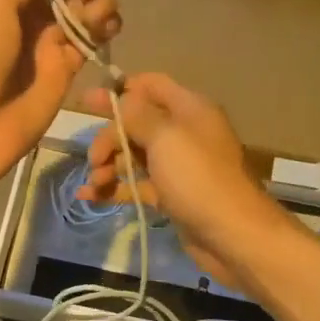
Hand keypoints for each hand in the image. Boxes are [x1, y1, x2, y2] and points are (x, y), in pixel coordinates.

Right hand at [80, 73, 286, 285]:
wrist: (231, 234)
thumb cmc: (199, 178)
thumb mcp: (166, 137)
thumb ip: (137, 115)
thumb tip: (120, 100)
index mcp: (189, 109)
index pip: (150, 86)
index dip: (120, 91)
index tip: (87, 102)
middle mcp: (183, 133)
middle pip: (136, 124)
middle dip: (109, 138)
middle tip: (93, 159)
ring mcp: (177, 166)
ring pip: (134, 157)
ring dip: (109, 166)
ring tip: (93, 184)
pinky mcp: (171, 196)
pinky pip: (137, 185)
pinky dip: (114, 188)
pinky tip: (89, 196)